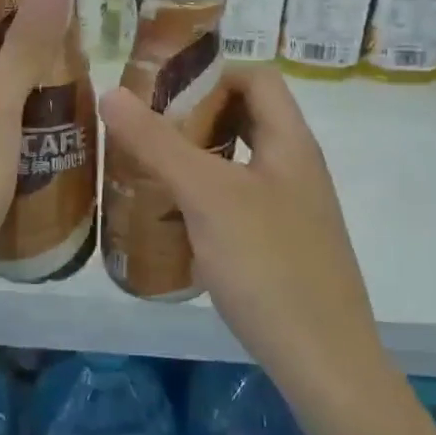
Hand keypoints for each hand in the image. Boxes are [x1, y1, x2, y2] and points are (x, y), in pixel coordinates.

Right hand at [99, 66, 435, 434]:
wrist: (323, 361)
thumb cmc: (268, 264)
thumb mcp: (207, 196)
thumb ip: (159, 143)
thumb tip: (112, 91)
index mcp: (290, 142)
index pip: (256, 78)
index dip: (212, 73)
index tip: (161, 91)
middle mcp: (295, 168)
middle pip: (245, 119)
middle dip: (194, 118)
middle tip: (143, 131)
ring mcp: (290, 209)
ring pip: (237, 164)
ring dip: (194, 160)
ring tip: (145, 172)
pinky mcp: (279, 246)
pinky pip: (236, 204)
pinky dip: (203, 200)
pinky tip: (170, 223)